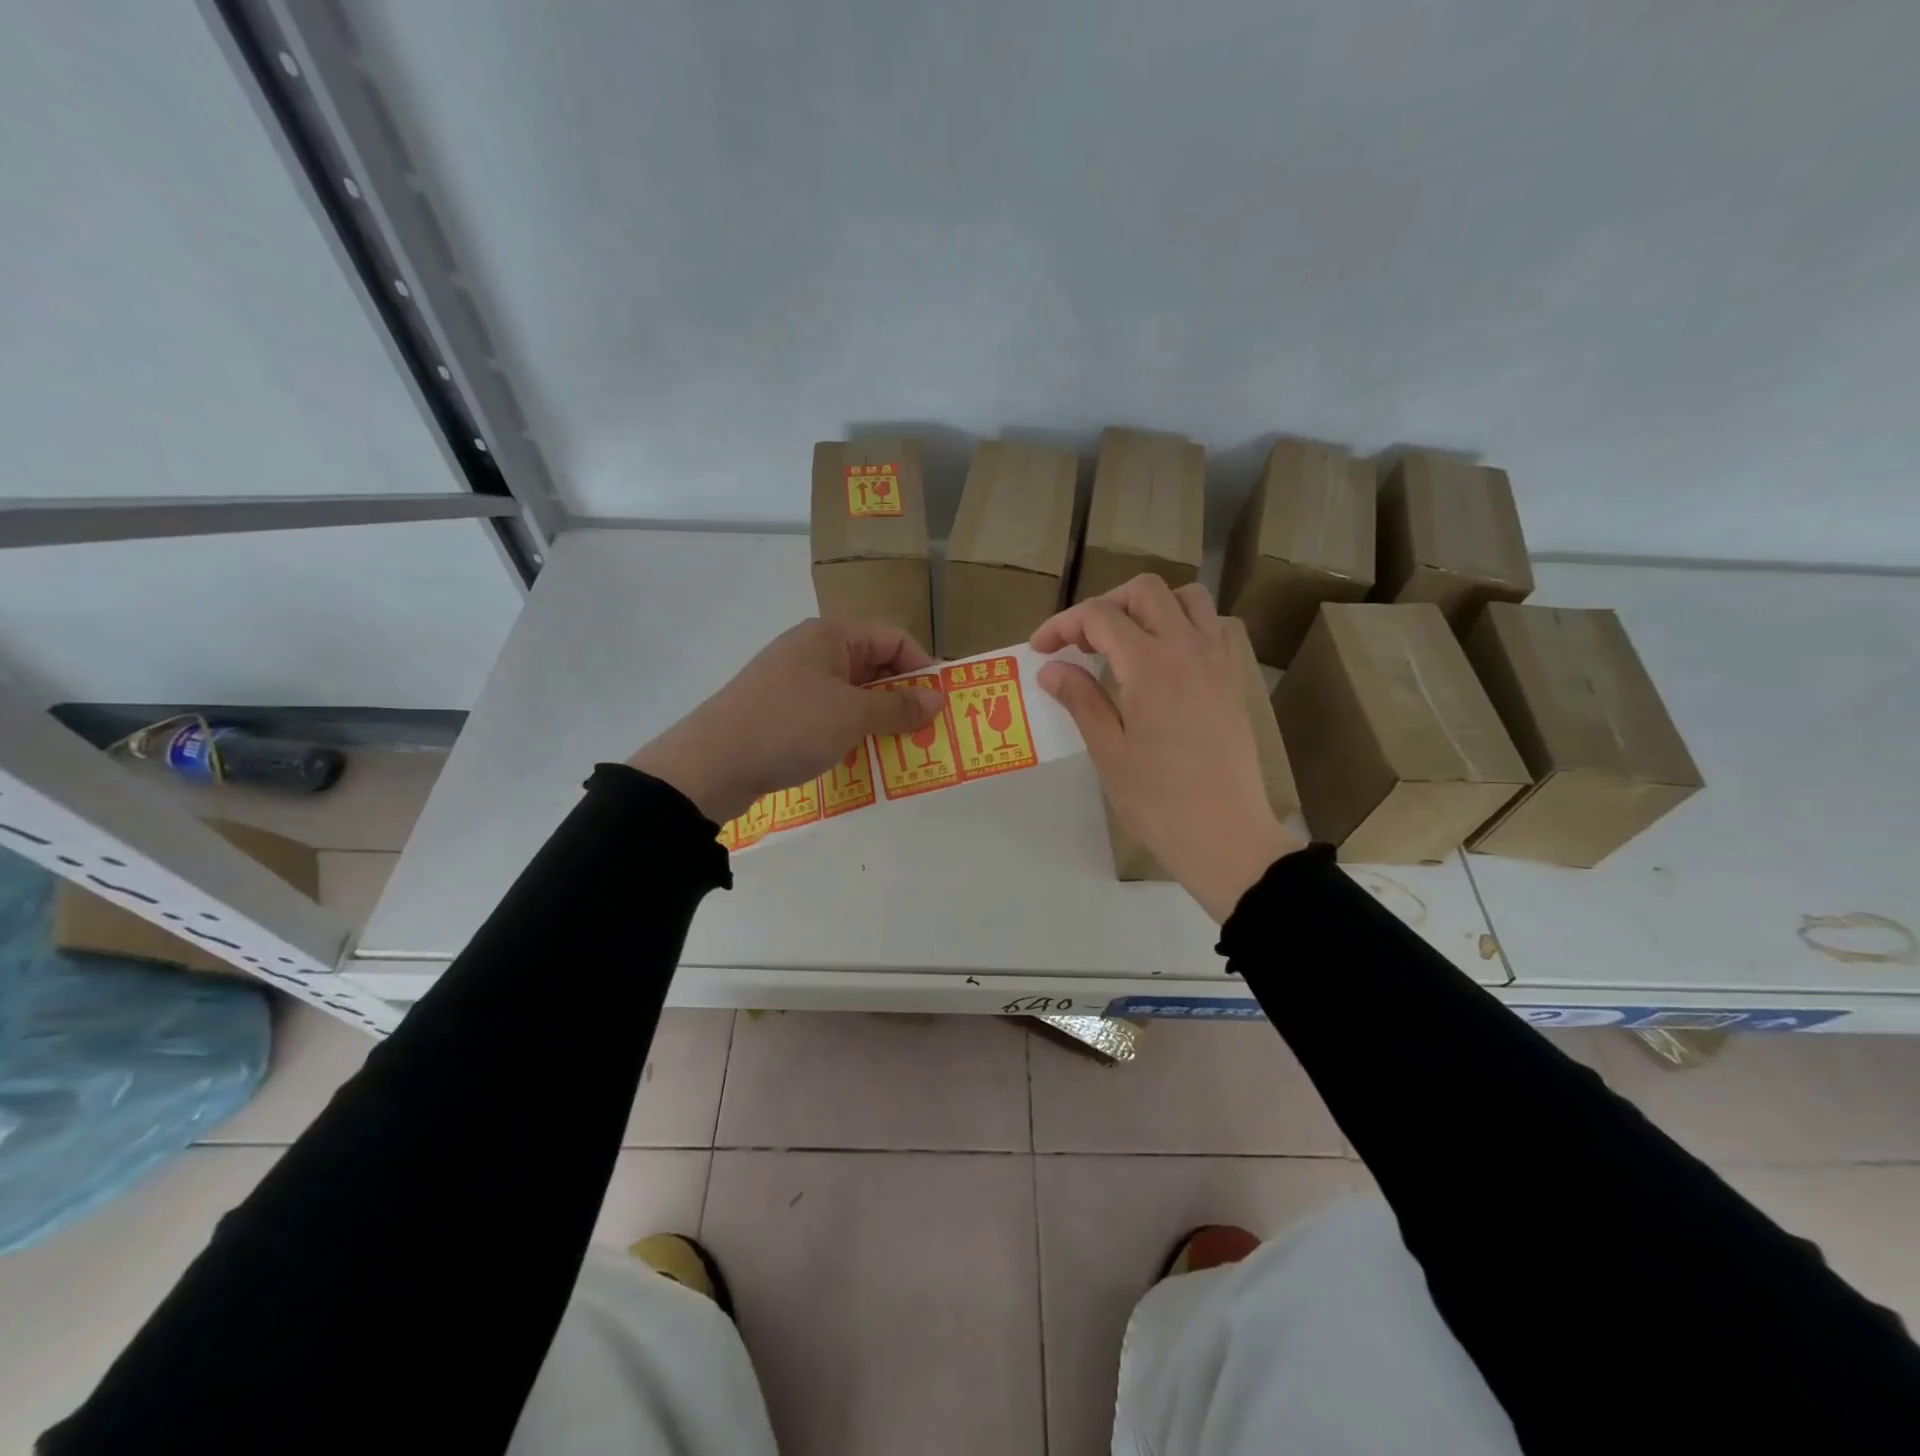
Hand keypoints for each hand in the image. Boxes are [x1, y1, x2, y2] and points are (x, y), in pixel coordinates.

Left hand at [630, 619, 944, 823]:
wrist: (711, 764)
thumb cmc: (790, 726)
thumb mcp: (852, 715)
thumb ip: (899, 707)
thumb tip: (938, 698)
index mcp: (831, 636)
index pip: (893, 639)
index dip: (922, 668)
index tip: (941, 704)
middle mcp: (813, 651)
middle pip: (874, 665)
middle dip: (903, 697)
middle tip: (927, 732)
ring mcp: (795, 682)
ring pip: (852, 693)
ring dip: (879, 718)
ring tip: (902, 748)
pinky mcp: (782, 712)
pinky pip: (830, 714)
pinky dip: (851, 731)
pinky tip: (863, 756)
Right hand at [1032, 576, 1303, 920]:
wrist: (1224, 834)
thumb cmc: (1157, 799)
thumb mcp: (1107, 750)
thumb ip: (1080, 699)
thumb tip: (1052, 668)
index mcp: (1150, 665)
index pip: (1100, 616)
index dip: (1063, 624)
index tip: (1041, 649)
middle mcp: (1188, 649)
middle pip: (1145, 591)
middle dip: (1105, 605)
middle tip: (1081, 643)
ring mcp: (1217, 662)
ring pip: (1187, 599)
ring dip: (1149, 607)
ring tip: (1125, 641)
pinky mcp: (1232, 681)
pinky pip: (1212, 627)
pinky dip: (1184, 624)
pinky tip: (1164, 660)